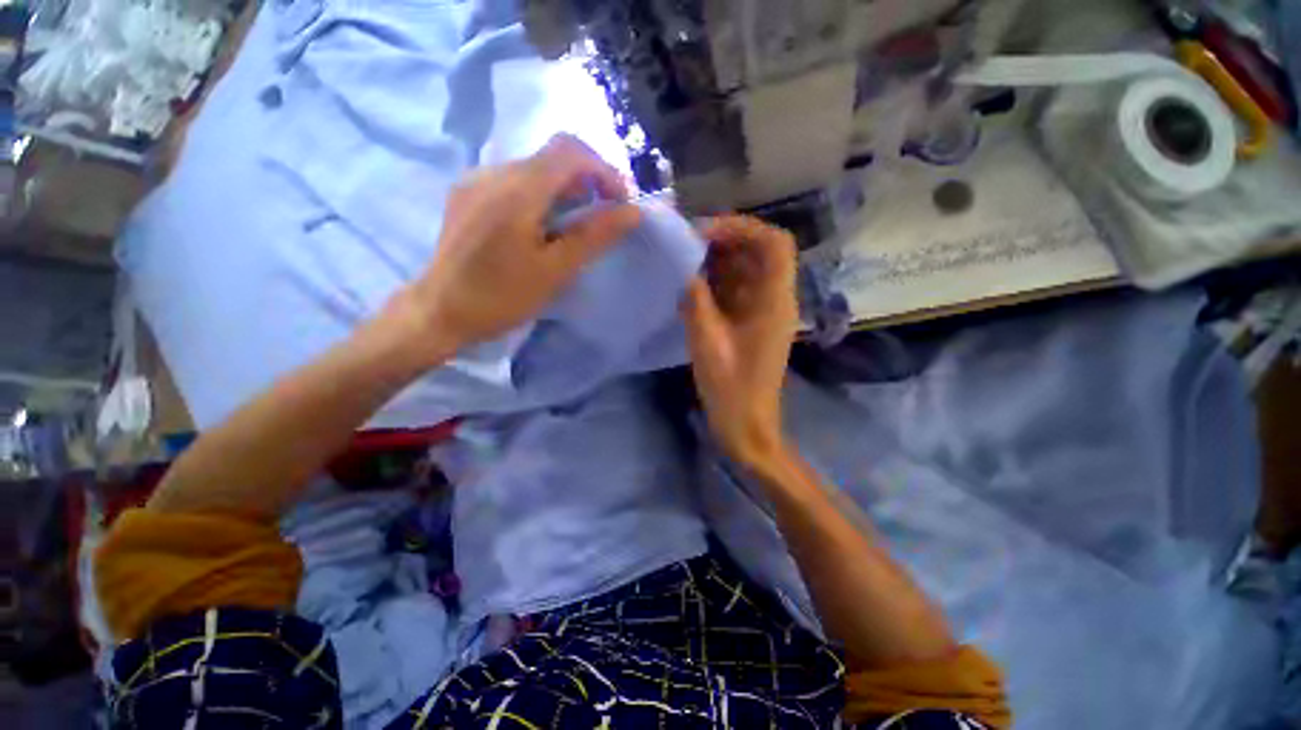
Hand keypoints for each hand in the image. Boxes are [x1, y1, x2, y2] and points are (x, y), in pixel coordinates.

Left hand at [385, 134, 641, 359]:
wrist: (439, 312)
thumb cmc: (502, 297)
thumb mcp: (555, 270)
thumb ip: (595, 236)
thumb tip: (633, 212)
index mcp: (517, 190)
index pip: (570, 151)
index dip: (604, 170)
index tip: (620, 203)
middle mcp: (493, 172)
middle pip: (552, 156)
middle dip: (587, 180)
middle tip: (603, 216)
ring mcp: (476, 181)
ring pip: (533, 168)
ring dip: (564, 189)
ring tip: (575, 225)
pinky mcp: (467, 194)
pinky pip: (513, 180)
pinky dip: (540, 194)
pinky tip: (541, 226)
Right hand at [681, 216, 798, 467]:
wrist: (745, 426)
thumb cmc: (730, 388)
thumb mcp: (707, 341)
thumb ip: (695, 299)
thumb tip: (683, 267)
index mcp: (774, 302)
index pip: (774, 243)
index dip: (743, 228)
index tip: (704, 234)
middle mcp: (775, 300)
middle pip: (758, 252)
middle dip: (724, 242)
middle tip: (687, 246)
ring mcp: (763, 312)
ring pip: (745, 271)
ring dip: (717, 262)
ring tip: (684, 264)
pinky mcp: (751, 323)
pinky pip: (736, 291)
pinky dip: (715, 283)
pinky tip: (691, 288)